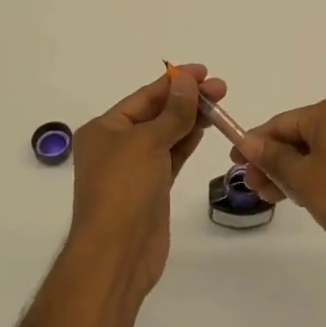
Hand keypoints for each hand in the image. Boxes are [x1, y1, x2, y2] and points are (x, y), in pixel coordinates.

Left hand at [69, 63, 226, 300]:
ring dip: (191, 119)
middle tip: (221, 89)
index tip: (204, 71)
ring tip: (220, 105)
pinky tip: (205, 129)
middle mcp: (117, 146)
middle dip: (187, 99)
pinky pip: (172, 157)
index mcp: (104, 129)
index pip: (144, 97)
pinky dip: (187, 142)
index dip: (174, 82)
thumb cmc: (124, 190)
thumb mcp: (147, 143)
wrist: (117, 255)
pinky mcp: (152, 190)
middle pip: (157, 114)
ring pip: (167, 135)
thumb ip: (173, 112)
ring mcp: (135, 169)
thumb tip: (187, 80)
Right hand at [235, 96, 325, 265]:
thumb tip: (248, 141)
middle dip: (273, 161)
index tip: (234, 162)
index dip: (256, 142)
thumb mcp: (303, 176)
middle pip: (299, 136)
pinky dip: (314, 178)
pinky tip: (301, 198)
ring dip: (291, 173)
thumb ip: (273, 157)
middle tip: (253, 187)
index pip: (282, 122)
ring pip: (315, 153)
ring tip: (271, 198)